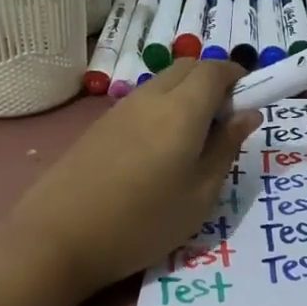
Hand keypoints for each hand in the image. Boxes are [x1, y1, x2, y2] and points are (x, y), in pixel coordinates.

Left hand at [9, 60, 259, 296]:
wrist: (57, 239)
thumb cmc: (142, 223)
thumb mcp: (200, 195)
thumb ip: (226, 148)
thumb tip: (248, 114)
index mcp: (182, 110)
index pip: (216, 69)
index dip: (238, 76)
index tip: (249, 100)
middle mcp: (151, 97)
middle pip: (188, 67)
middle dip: (213, 80)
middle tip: (223, 122)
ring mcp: (121, 108)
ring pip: (164, 82)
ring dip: (186, 94)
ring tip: (191, 141)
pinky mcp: (100, 124)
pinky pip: (143, 100)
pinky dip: (162, 108)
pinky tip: (157, 151)